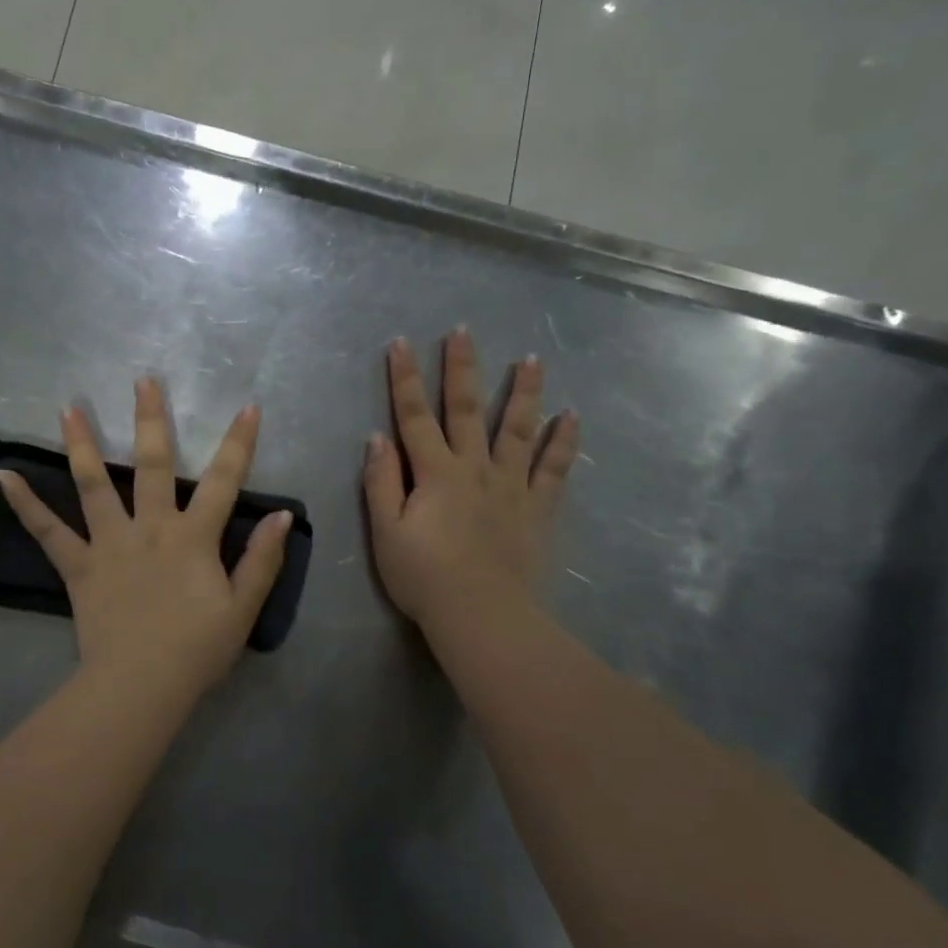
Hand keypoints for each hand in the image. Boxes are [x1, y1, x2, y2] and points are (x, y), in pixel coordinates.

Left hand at [0, 377, 292, 702]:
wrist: (140, 685)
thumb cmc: (196, 649)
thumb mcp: (243, 608)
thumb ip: (262, 559)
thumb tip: (281, 516)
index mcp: (192, 537)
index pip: (224, 480)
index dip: (238, 443)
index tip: (247, 407)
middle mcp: (150, 527)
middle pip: (153, 464)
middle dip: (151, 419)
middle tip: (143, 381)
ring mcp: (110, 543)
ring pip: (95, 484)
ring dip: (82, 443)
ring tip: (68, 408)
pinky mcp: (79, 566)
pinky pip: (48, 531)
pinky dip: (25, 504)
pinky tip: (3, 476)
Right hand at [363, 329, 579, 643]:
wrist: (482, 616)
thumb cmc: (424, 577)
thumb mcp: (385, 533)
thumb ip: (380, 483)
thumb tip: (377, 438)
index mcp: (434, 473)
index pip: (413, 416)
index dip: (403, 379)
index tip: (400, 343)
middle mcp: (474, 468)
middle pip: (465, 409)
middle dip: (461, 368)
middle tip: (463, 332)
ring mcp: (511, 486)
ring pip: (516, 429)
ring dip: (522, 392)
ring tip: (530, 359)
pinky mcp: (537, 509)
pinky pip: (554, 469)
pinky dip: (563, 442)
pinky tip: (571, 416)